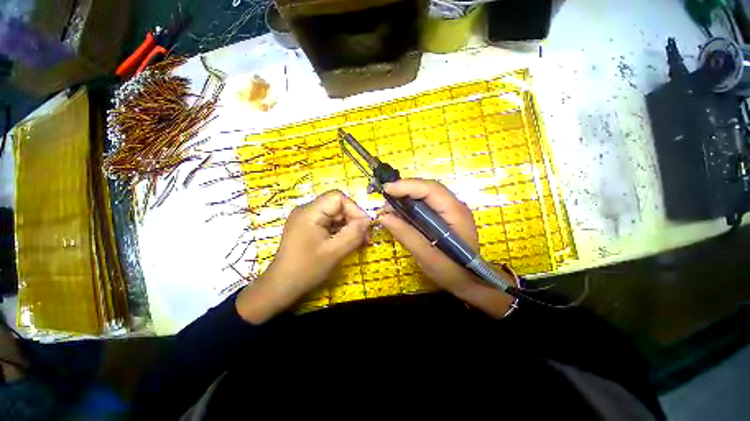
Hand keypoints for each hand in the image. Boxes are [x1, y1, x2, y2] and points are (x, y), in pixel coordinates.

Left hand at [237, 190, 370, 322]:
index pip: (338, 198)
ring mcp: (307, 219)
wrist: (281, 288)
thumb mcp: (334, 252)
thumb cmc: (306, 270)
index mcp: (310, 212)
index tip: (364, 227)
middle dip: (353, 219)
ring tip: (359, 242)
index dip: (354, 209)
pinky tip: (348, 242)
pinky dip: (341, 231)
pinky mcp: (309, 227)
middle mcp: (307, 210)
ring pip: (335, 215)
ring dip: (349, 226)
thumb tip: (368, 221)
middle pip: (337, 206)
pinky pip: (330, 223)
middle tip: (365, 237)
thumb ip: (354, 234)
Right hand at [378, 179, 514, 317]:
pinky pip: (425, 204)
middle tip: (385, 202)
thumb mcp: (427, 257)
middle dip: (404, 191)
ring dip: (406, 198)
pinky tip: (400, 214)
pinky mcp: (444, 216)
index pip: (431, 190)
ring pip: (425, 195)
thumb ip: (406, 235)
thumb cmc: (451, 272)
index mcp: (456, 213)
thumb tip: (384, 217)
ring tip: (389, 209)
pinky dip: (410, 206)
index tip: (386, 190)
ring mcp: (450, 210)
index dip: (407, 186)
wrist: (468, 281)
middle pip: (428, 188)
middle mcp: (455, 206)